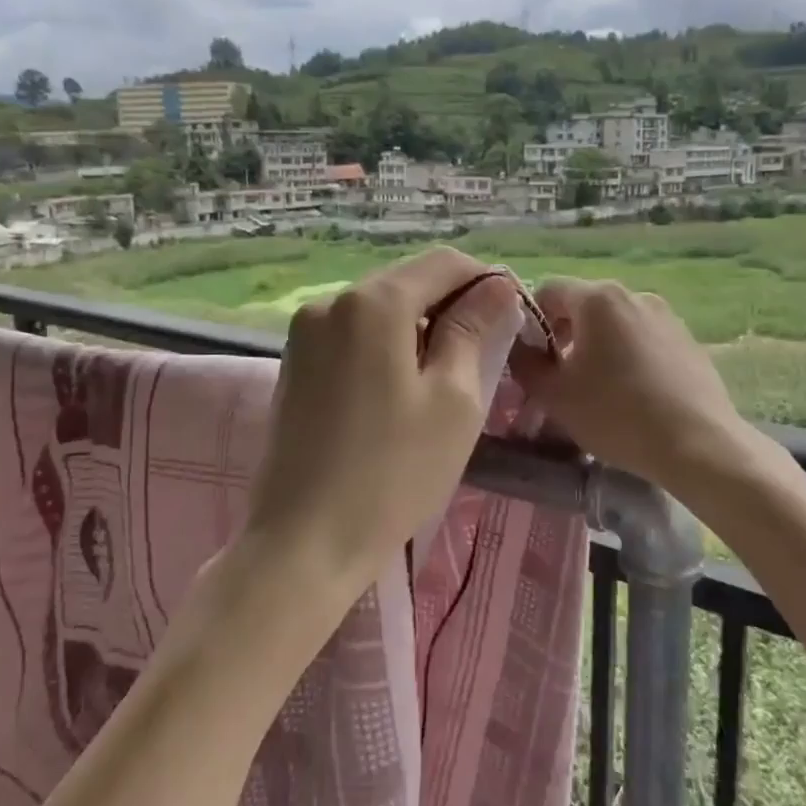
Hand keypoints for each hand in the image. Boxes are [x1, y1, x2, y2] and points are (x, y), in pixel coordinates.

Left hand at [243, 247, 521, 610]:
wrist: (303, 542)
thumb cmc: (393, 473)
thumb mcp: (454, 400)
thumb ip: (474, 331)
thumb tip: (496, 289)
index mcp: (373, 303)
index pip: (443, 263)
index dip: (485, 281)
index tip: (511, 317)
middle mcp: (331, 302)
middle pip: (407, 282)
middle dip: (450, 305)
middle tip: (485, 353)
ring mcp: (305, 332)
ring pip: (379, 310)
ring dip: (418, 328)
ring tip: (444, 377)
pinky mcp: (294, 363)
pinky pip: (352, 335)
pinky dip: (385, 346)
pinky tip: (400, 389)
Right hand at [511, 278, 771, 494]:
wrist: (698, 446)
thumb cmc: (616, 415)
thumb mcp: (553, 395)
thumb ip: (524, 363)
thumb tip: (518, 348)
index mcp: (598, 298)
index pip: (547, 289)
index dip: (531, 321)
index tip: (532, 359)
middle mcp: (634, 294)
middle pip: (583, 304)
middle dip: (564, 335)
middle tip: (560, 377)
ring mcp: (667, 315)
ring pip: (615, 323)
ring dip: (597, 346)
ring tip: (597, 388)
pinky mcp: (688, 340)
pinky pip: (644, 339)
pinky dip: (629, 356)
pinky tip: (633, 394)